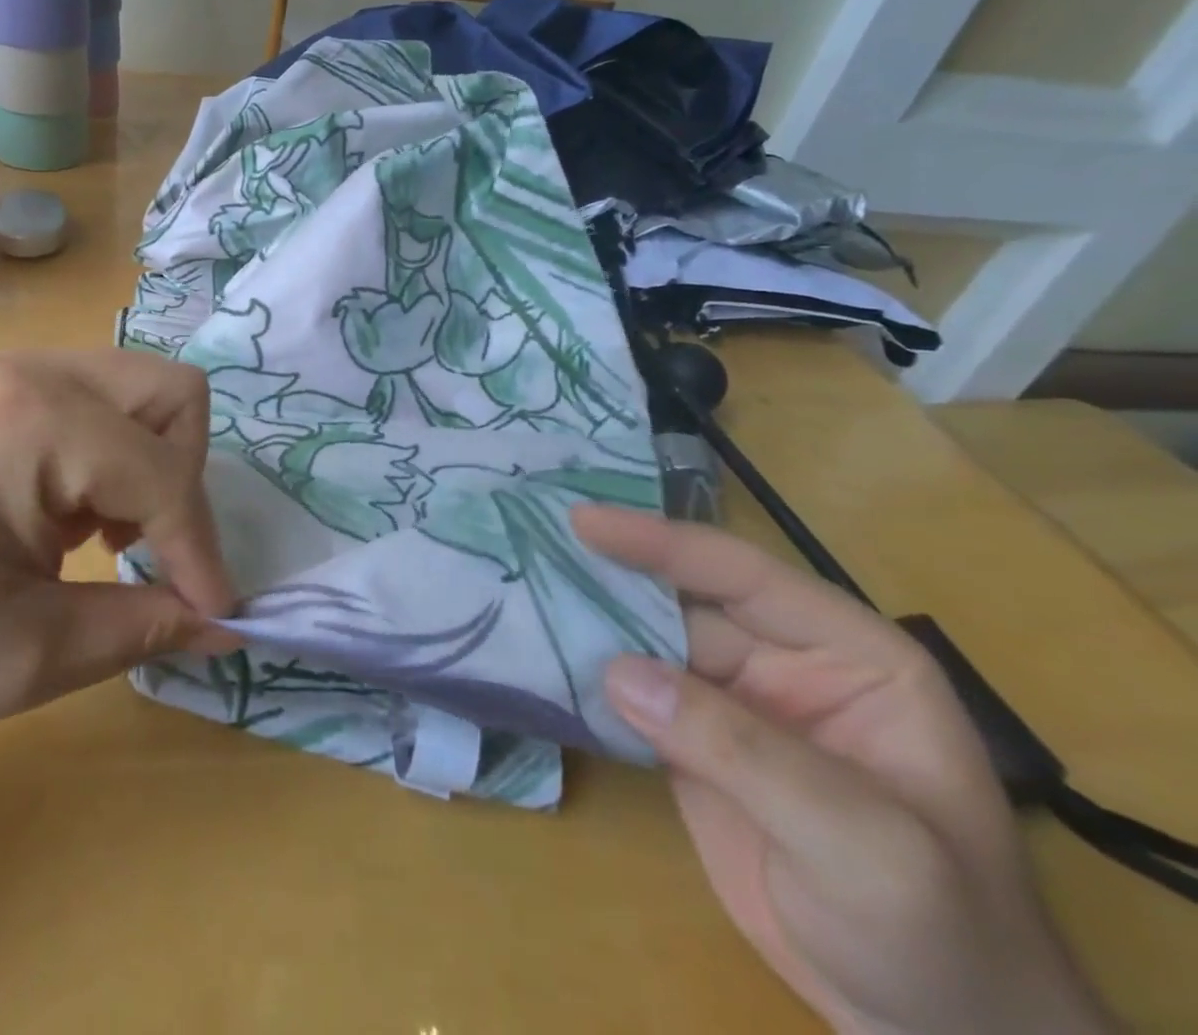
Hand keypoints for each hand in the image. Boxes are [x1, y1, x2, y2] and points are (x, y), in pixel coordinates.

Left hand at [0, 348, 238, 763]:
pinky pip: (71, 400)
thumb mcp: (23, 657)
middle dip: (182, 475)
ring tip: (96, 539)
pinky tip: (48, 518)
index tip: (215, 619)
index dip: (203, 554)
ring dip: (139, 460)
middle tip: (146, 551)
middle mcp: (26, 372)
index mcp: (42, 420)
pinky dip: (93, 452)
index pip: (169, 477)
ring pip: (122, 388)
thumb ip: (142, 628)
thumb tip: (224, 624)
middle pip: (168, 391)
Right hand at [573, 505, 1114, 1034]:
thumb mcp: (861, 844)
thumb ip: (741, 749)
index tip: (582, 520)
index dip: (661, 543)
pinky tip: (537, 650)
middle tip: (528, 539)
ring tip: (516, 582)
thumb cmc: (937, 933)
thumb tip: (615, 669)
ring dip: (586, 617)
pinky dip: (585, 673)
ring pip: (646, 641)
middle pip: (680, 600)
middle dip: (608, 572)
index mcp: (848, 655)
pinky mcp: (692, 744)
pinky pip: (631, 693)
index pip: (742, 576)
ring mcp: (733, 704)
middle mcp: (783, 662)